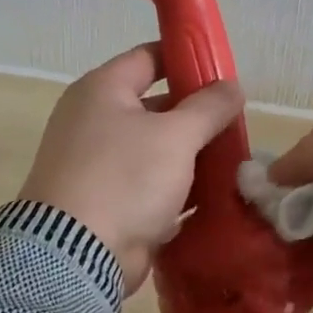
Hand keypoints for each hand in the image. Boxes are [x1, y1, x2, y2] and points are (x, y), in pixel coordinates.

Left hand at [18, 44, 244, 293]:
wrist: (76, 255)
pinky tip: (213, 196)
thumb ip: (209, 107)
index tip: (223, 70)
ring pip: (155, 151)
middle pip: (155, 107)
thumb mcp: (176, 136)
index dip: (186, 58)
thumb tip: (232, 85)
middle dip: (196, 115)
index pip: (149, 57)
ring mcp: (97, 165)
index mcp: (101, 91)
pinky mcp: (106, 203)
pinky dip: (177, 190)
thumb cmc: (125, 178)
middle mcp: (93, 122)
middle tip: (236, 123)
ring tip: (234, 160)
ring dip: (191, 156)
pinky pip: (149, 187)